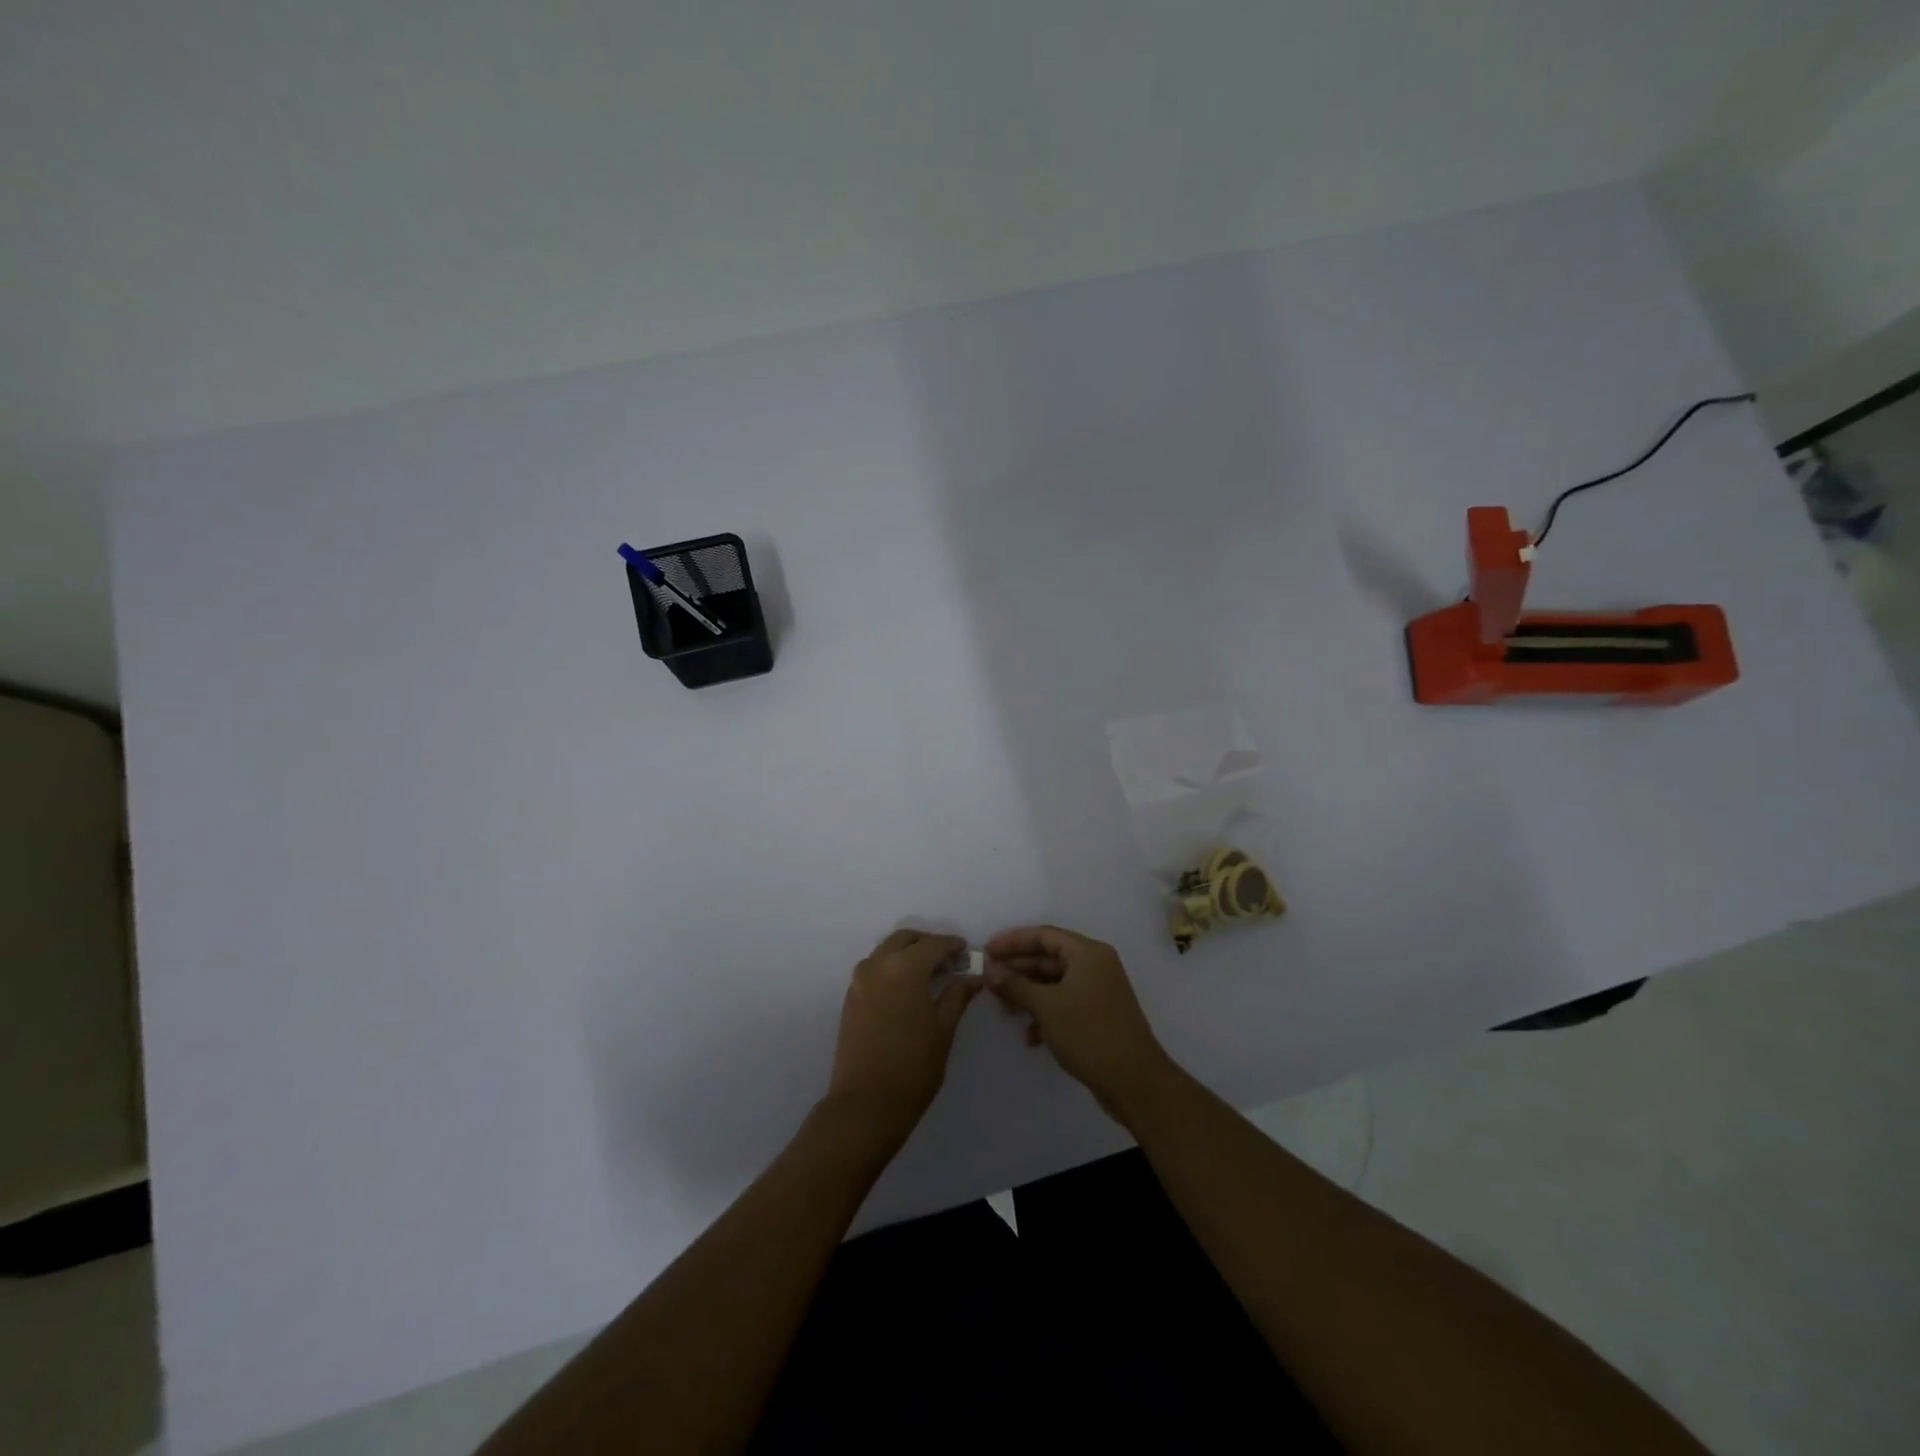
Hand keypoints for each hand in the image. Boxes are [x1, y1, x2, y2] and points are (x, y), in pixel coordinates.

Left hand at [824, 930, 982, 1147]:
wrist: (865, 1105)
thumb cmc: (913, 1068)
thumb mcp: (943, 1030)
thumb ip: (957, 996)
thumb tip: (973, 977)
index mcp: (904, 969)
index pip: (932, 944)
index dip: (952, 945)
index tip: (966, 951)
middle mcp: (877, 965)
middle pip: (905, 939)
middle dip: (927, 943)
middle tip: (948, 959)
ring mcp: (859, 981)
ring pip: (886, 951)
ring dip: (908, 953)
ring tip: (930, 973)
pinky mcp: (850, 998)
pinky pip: (874, 968)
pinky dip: (892, 967)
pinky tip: (907, 988)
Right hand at [983, 925, 1174, 1121]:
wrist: (1134, 1081)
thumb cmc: (1089, 1034)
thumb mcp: (1046, 1007)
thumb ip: (1016, 985)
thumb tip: (991, 971)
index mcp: (1088, 953)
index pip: (1044, 935)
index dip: (1013, 941)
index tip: (986, 951)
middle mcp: (1095, 966)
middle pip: (1048, 958)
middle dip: (1018, 970)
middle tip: (989, 981)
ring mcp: (1098, 991)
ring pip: (1054, 983)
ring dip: (1028, 994)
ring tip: (1005, 1010)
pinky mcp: (1097, 1015)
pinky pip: (1064, 1003)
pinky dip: (1045, 1014)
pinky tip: (1029, 1036)